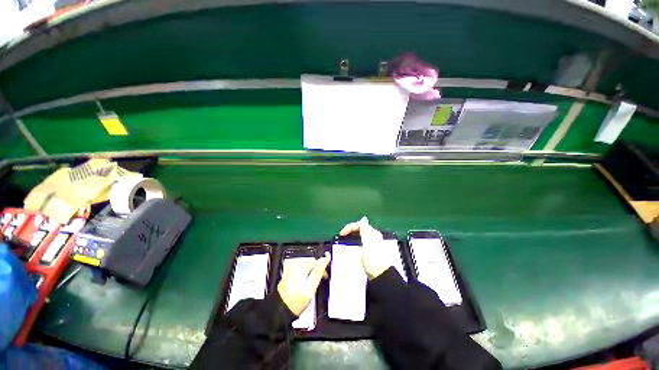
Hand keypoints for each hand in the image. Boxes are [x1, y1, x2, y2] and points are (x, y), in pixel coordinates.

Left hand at [277, 253, 329, 315]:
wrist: (280, 311)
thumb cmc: (295, 301)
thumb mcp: (311, 286)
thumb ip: (319, 271)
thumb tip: (325, 260)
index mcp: (300, 266)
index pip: (316, 261)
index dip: (324, 265)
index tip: (328, 270)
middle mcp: (294, 266)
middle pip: (311, 264)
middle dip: (318, 270)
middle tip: (323, 279)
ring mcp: (290, 271)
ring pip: (306, 269)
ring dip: (312, 273)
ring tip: (315, 283)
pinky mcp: (288, 277)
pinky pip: (301, 273)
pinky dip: (306, 276)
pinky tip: (307, 284)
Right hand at [340, 216, 391, 279]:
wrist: (382, 276)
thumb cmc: (374, 260)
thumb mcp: (368, 243)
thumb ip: (365, 230)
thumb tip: (363, 220)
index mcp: (373, 233)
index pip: (359, 224)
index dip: (349, 227)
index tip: (341, 234)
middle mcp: (374, 237)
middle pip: (360, 230)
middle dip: (350, 232)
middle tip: (343, 238)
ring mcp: (373, 245)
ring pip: (360, 237)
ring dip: (352, 238)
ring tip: (345, 243)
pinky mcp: (371, 253)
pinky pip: (361, 243)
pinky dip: (355, 244)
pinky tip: (352, 249)